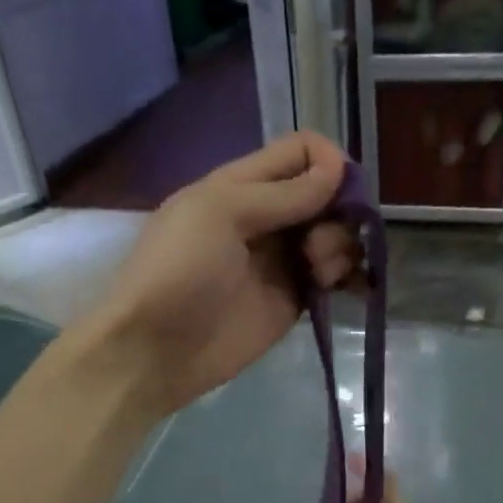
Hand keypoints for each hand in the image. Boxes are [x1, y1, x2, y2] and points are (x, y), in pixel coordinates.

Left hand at [81, 132, 357, 413]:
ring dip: (340, 246)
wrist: (157, 349)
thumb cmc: (179, 270)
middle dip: (339, 211)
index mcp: (241, 185)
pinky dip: (345, 276)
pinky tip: (342, 286)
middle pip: (324, 195)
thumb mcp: (221, 213)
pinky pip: (331, 277)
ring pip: (333, 236)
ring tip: (321, 273)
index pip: (300, 153)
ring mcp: (281, 261)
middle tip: (319, 244)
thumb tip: (338, 168)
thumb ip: (282, 193)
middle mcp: (267, 217)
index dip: (328, 163)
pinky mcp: (293, 301)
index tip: (341, 191)